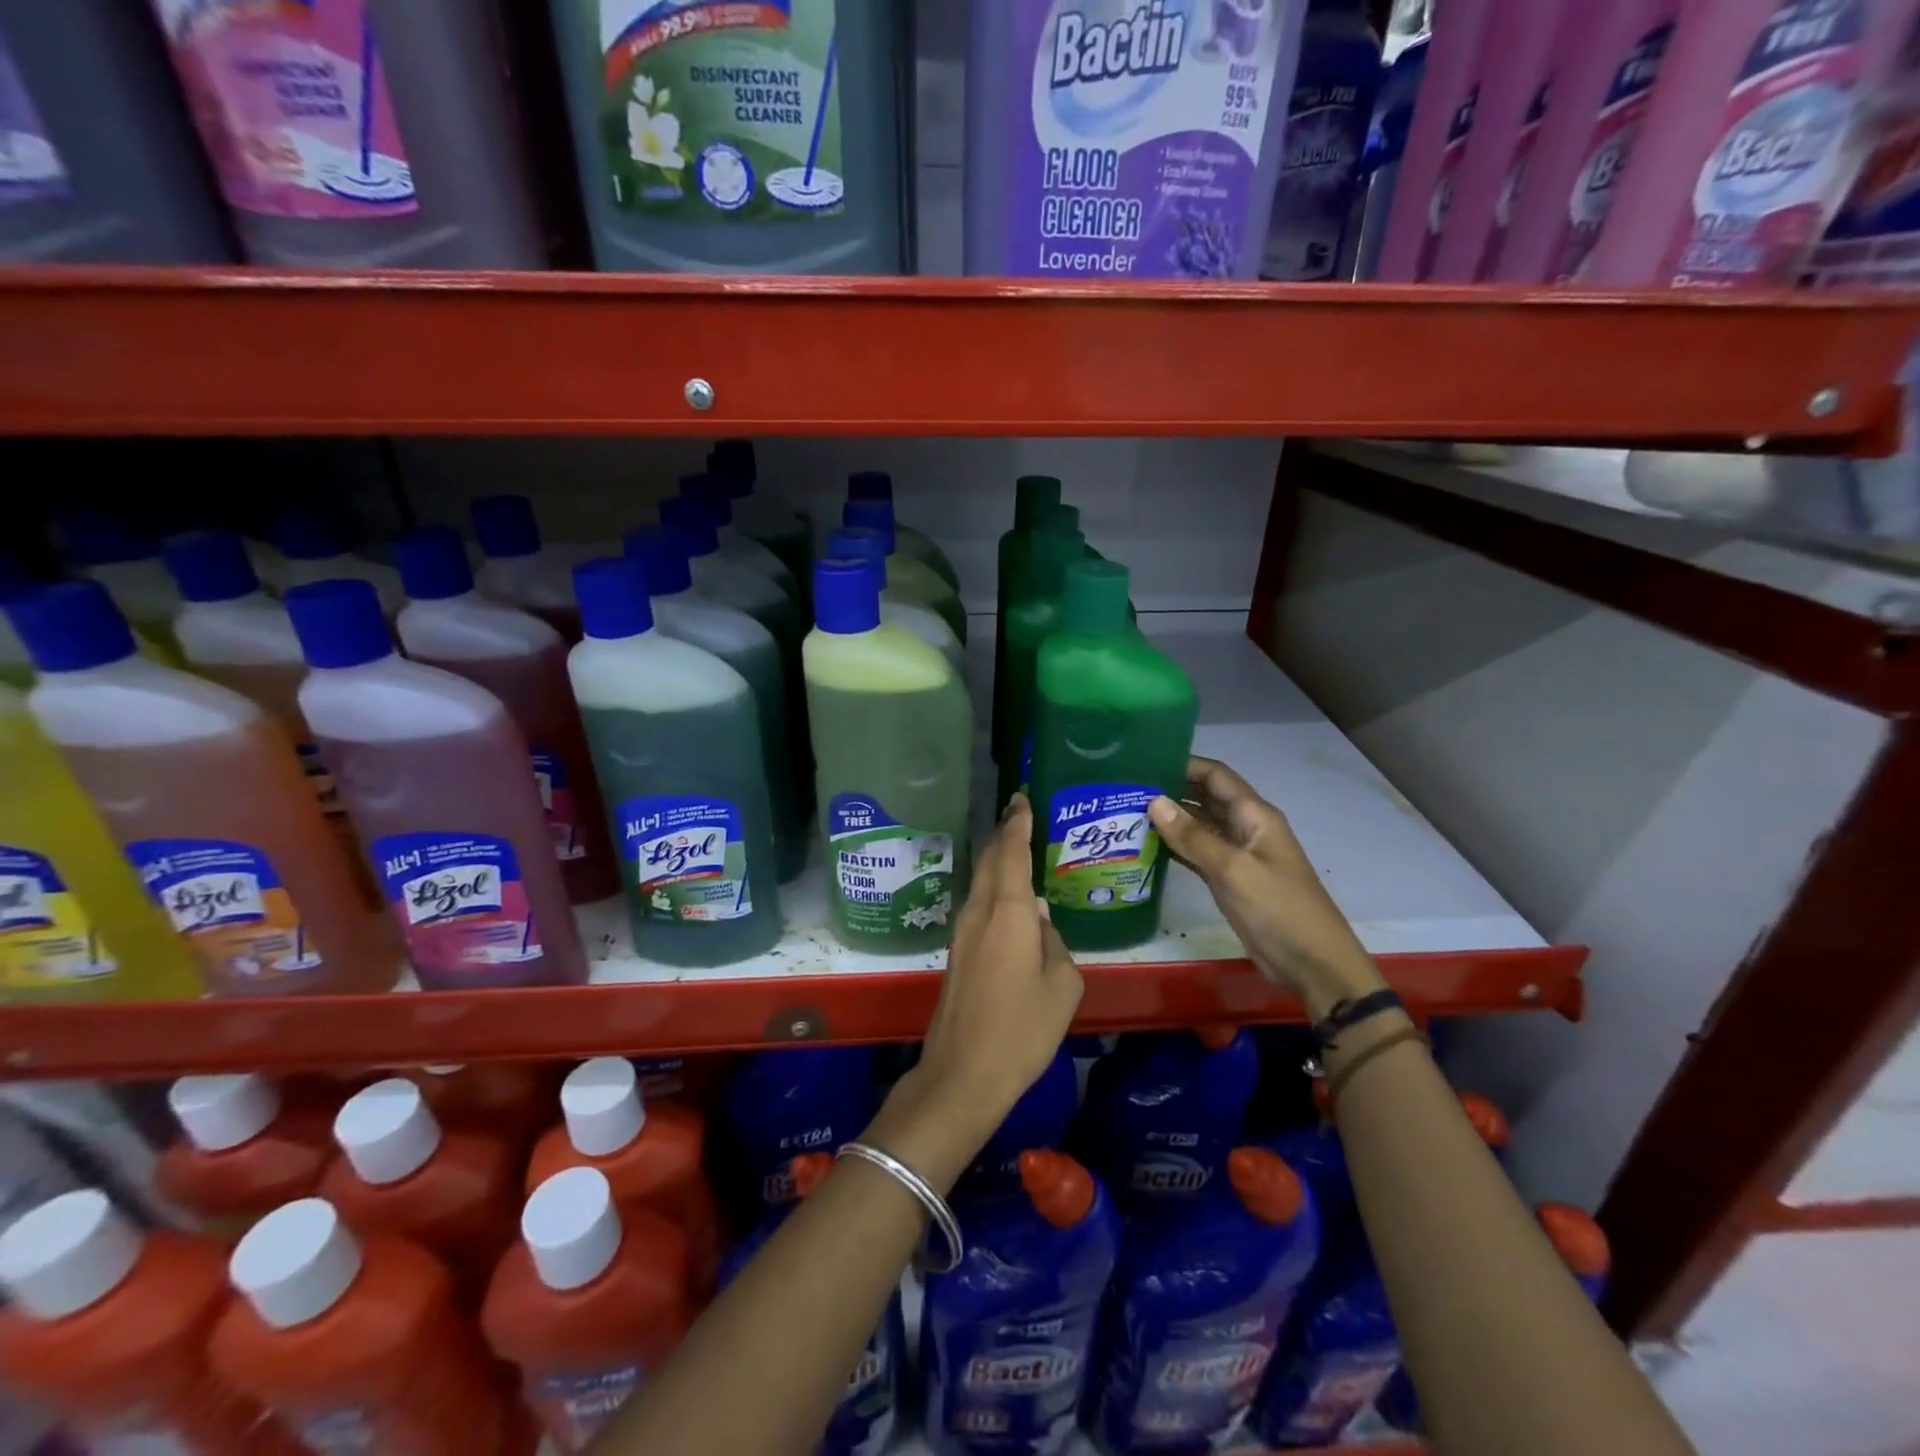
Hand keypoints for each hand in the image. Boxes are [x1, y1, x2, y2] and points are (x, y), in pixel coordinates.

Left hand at [869, 795, 1082, 1187]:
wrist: (963, 1073)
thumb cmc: (1022, 1029)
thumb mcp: (1061, 987)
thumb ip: (1054, 943)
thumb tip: (1041, 920)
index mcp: (1008, 913)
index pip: (1011, 852)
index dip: (1017, 823)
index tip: (1021, 798)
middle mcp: (980, 912)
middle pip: (990, 861)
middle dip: (1004, 834)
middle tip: (1020, 813)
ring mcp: (963, 933)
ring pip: (982, 883)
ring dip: (998, 861)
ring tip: (1019, 848)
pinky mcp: (958, 953)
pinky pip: (979, 906)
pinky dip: (994, 889)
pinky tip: (1010, 899)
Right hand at [1148, 756, 1384, 1017]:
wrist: (1312, 964)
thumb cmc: (1278, 909)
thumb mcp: (1233, 870)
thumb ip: (1193, 836)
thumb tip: (1154, 800)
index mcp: (1254, 816)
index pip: (1216, 776)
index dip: (1184, 764)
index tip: (1145, 761)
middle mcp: (1245, 828)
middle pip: (1205, 797)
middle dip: (1171, 789)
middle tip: (1127, 787)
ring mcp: (1237, 854)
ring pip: (1199, 826)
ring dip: (1170, 819)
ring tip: (1127, 812)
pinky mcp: (1229, 879)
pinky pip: (1198, 852)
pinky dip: (1175, 847)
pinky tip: (1145, 845)